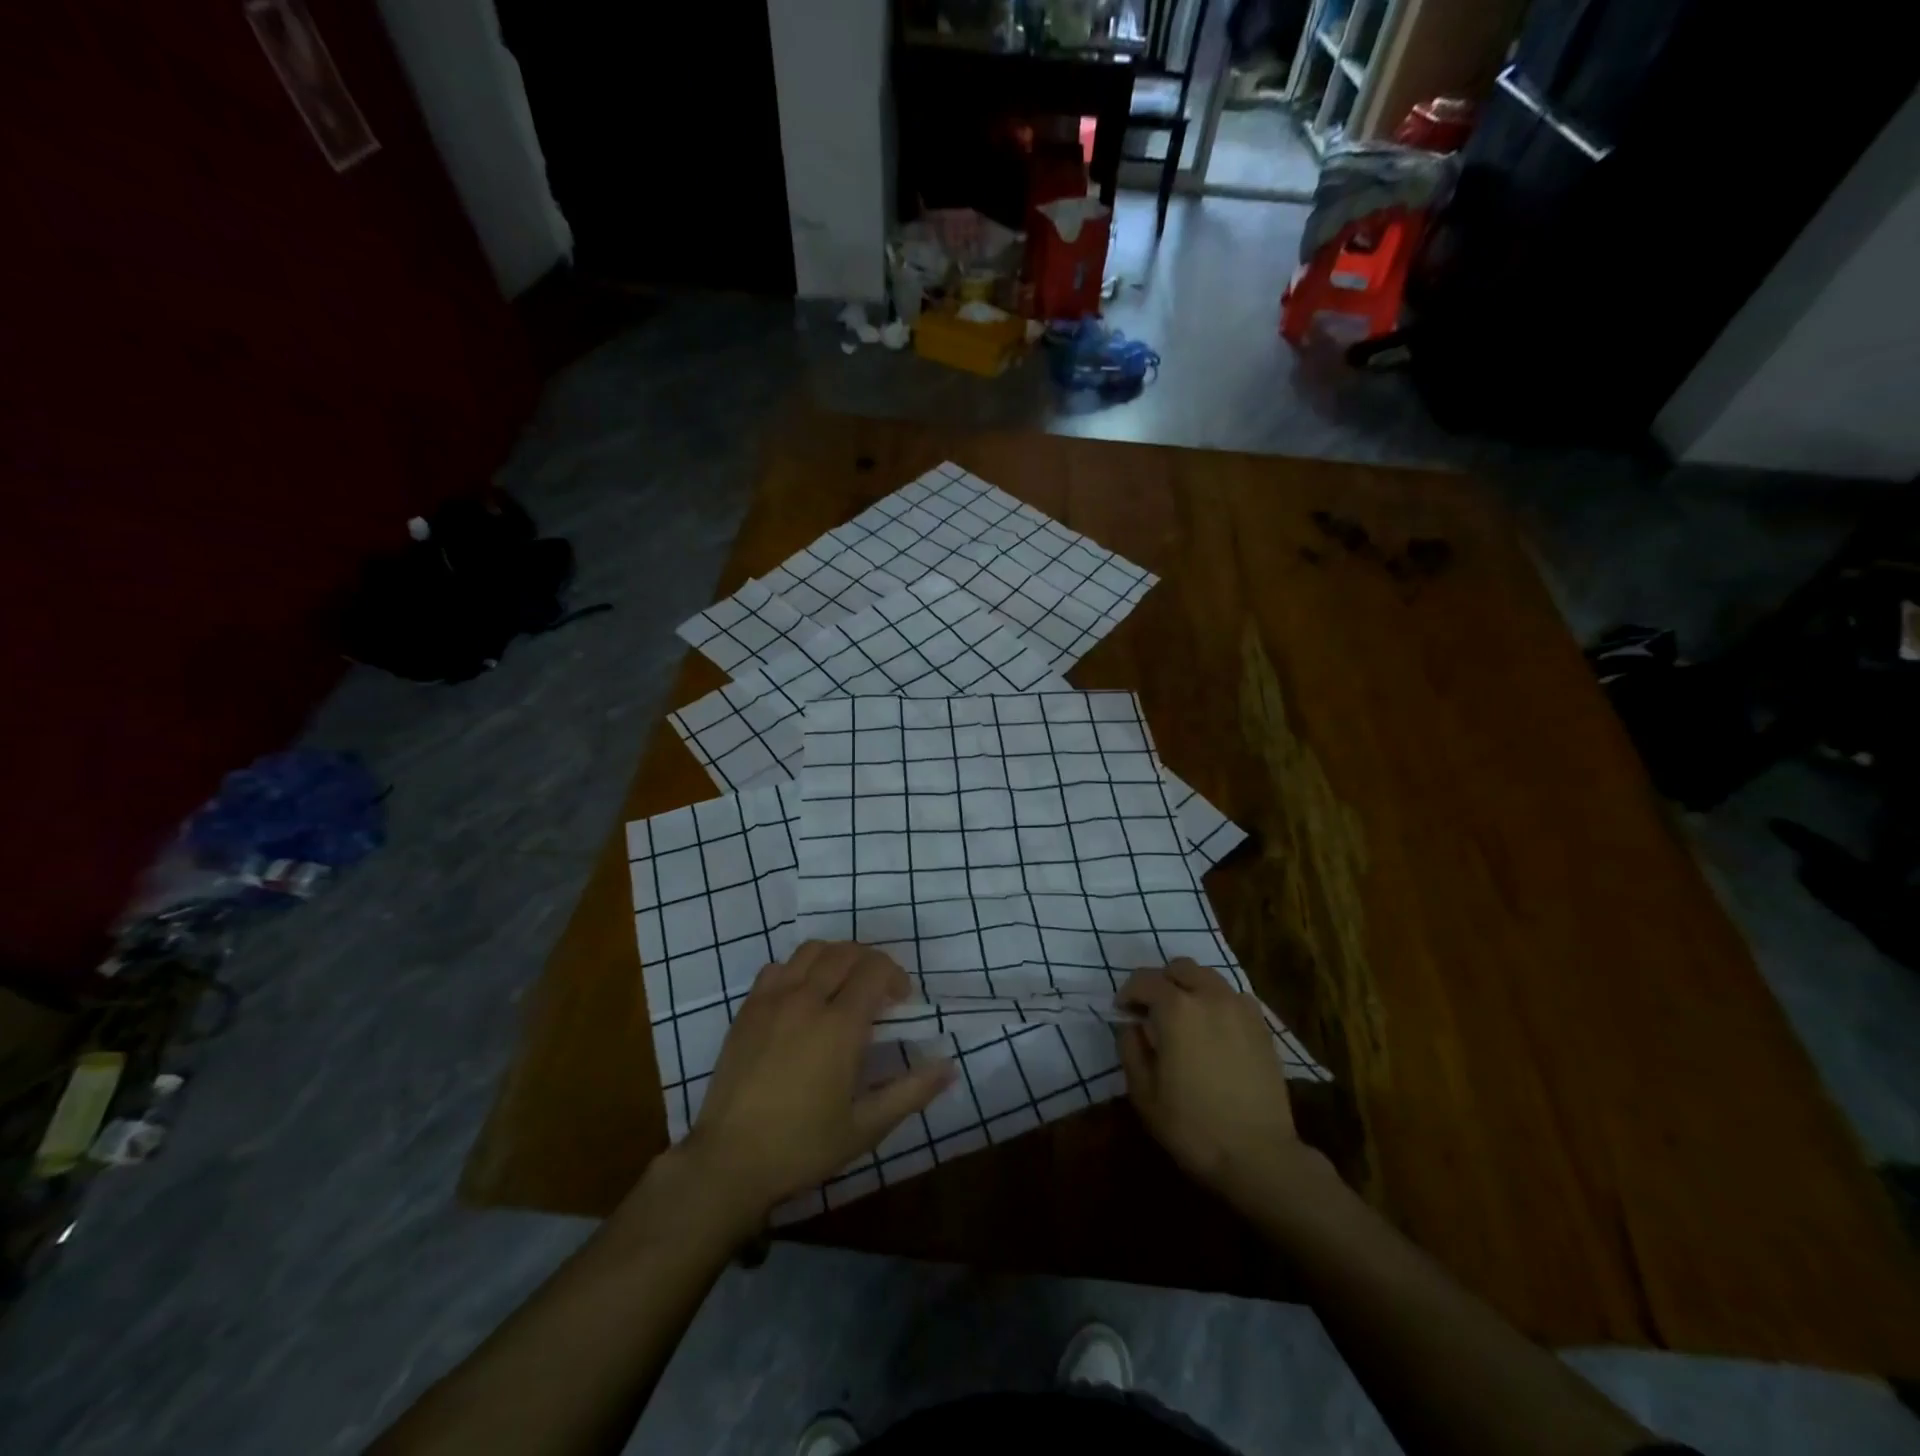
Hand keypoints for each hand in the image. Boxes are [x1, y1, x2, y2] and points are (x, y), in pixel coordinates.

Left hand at [681, 941, 953, 1222]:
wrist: (728, 1162)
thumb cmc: (802, 1147)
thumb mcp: (866, 1127)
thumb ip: (911, 1092)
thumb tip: (949, 1066)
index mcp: (839, 1026)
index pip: (875, 969)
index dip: (896, 976)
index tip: (901, 1001)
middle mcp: (807, 1000)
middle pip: (846, 952)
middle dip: (871, 962)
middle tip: (878, 992)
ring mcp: (772, 1000)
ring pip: (812, 951)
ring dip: (836, 958)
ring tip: (843, 986)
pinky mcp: (748, 1009)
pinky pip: (778, 967)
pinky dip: (799, 969)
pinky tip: (803, 997)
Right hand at [1117, 959, 1317, 1207]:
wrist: (1259, 1156)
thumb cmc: (1193, 1126)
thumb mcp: (1144, 1093)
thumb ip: (1131, 1049)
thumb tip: (1132, 1026)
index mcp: (1176, 1009)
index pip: (1144, 980)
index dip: (1128, 993)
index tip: (1122, 1012)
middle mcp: (1210, 996)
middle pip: (1179, 968)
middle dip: (1160, 982)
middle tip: (1151, 1011)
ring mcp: (1241, 1008)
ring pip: (1208, 977)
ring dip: (1190, 987)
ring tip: (1184, 1018)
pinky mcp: (1262, 1026)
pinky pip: (1233, 997)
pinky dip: (1217, 1002)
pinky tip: (1214, 1030)